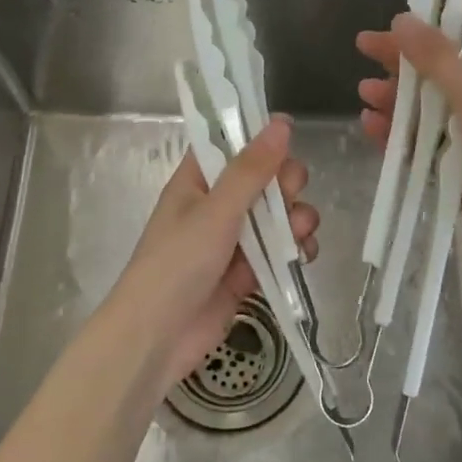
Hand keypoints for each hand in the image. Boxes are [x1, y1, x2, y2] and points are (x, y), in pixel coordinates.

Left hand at [103, 117, 319, 388]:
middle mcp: (216, 205)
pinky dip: (295, 250)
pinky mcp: (247, 272)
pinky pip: (279, 250)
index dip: (260, 138)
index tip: (289, 137)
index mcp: (198, 181)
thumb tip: (281, 123)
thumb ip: (252, 169)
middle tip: (291, 196)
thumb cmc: (178, 263)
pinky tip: (303, 256)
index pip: (231, 145)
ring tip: (300, 234)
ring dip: (296, 219)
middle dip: (286, 185)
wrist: (157, 337)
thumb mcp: (216, 210)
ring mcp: (232, 240)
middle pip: (263, 180)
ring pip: (277, 216)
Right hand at [357, 13, 461, 278]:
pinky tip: (371, 126)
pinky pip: (418, 142)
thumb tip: (401, 19)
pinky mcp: (453, 163)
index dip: (445, 3)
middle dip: (402, 52)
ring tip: (365, 92)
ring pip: (423, 104)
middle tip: (365, 44)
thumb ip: (437, 57)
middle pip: (437, 62)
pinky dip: (395, 133)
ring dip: (394, 96)